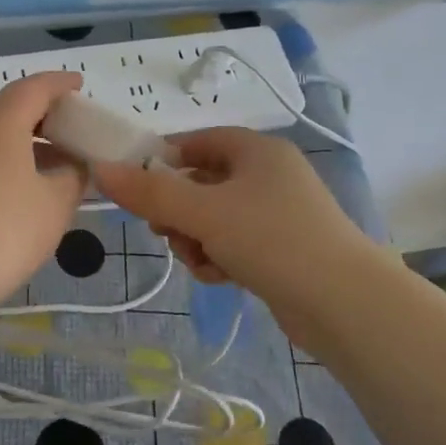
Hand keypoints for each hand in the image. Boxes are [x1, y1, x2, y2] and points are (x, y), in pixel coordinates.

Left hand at [0, 71, 87, 311]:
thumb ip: (72, 177)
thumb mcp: (55, 205)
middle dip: (39, 111)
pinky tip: (14, 186)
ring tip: (46, 162)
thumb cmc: (4, 231)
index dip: (59, 83)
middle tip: (66, 129)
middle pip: (8, 105)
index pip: (34, 87)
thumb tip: (73, 166)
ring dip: (18, 137)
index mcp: (2, 121)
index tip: (79, 85)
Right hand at [93, 128, 371, 316]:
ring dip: (195, 238)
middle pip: (201, 182)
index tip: (137, 187)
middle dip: (177, 210)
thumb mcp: (202, 213)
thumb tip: (101, 170)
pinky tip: (220, 276)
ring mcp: (278, 214)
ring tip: (200, 260)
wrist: (344, 303)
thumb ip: (149, 193)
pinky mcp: (282, 249)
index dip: (163, 160)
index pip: (197, 141)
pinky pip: (233, 243)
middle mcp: (269, 175)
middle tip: (166, 231)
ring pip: (213, 217)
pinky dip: (219, 256)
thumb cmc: (271, 239)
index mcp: (257, 151)